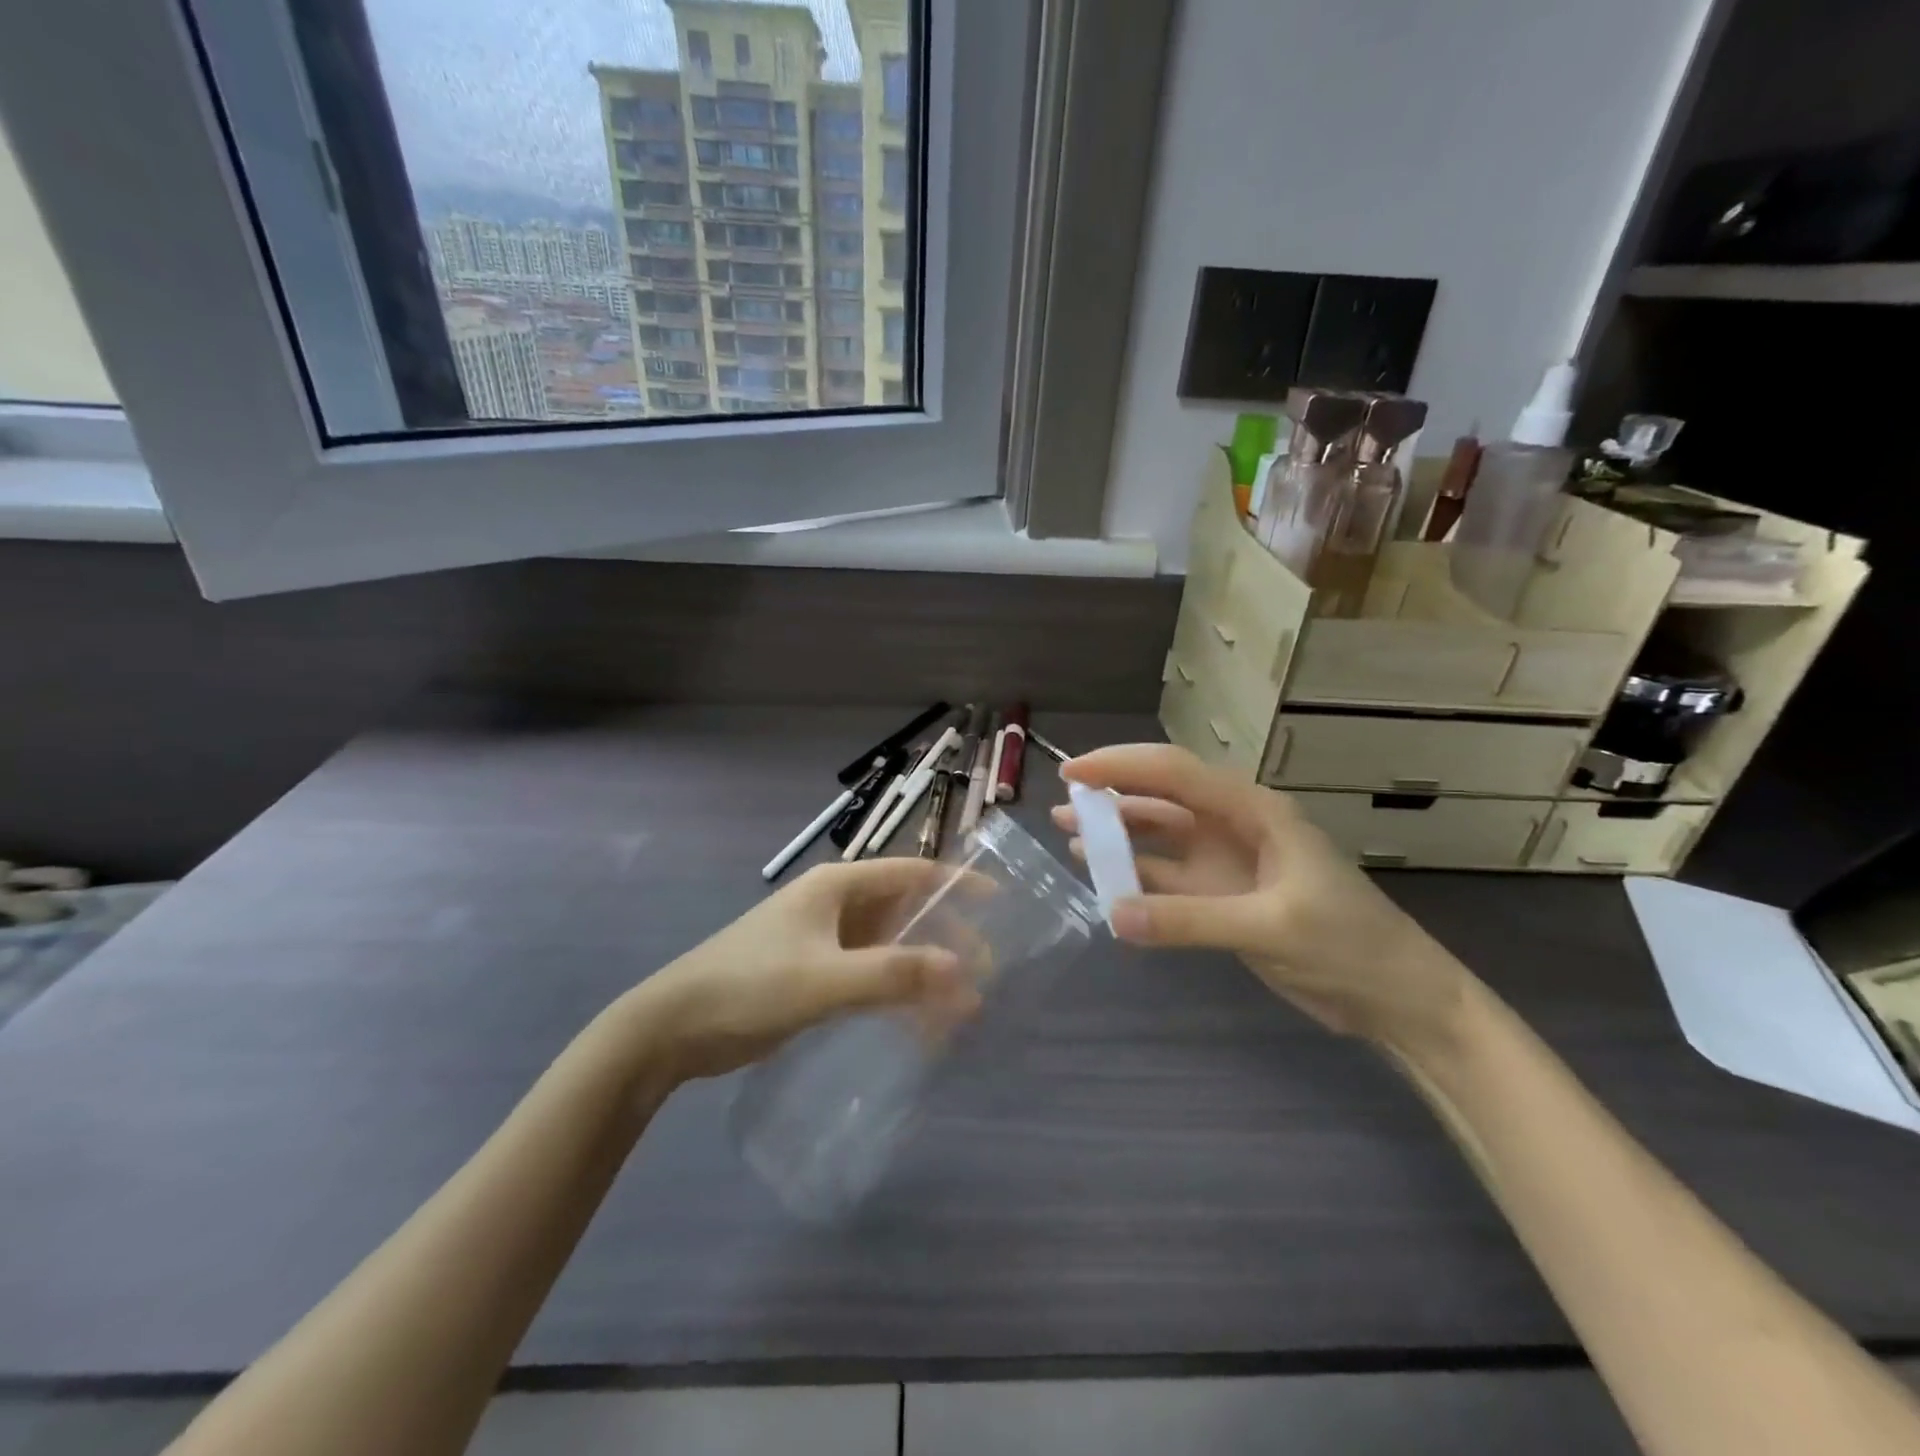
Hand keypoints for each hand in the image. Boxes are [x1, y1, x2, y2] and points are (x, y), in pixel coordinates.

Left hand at [632, 859, 978, 1082]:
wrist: (672, 1027)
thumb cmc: (749, 986)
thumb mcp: (825, 980)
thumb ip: (893, 974)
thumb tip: (961, 970)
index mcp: (836, 886)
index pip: (910, 872)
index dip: (955, 883)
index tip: (998, 901)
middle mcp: (833, 905)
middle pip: (903, 912)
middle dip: (944, 939)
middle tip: (982, 973)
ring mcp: (821, 940)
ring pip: (887, 948)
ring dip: (920, 972)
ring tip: (958, 1009)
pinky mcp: (811, 974)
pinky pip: (866, 975)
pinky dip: (893, 993)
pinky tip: (916, 1026)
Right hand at [1054, 744, 1472, 1048]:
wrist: (1397, 999)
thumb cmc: (1349, 945)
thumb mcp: (1271, 926)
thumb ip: (1189, 920)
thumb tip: (1112, 914)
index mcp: (1253, 811)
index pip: (1175, 773)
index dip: (1121, 766)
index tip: (1074, 773)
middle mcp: (1233, 827)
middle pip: (1162, 798)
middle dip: (1113, 795)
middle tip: (1062, 802)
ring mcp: (1225, 864)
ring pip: (1159, 838)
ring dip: (1117, 835)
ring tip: (1068, 834)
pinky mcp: (1220, 899)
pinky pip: (1165, 880)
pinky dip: (1133, 878)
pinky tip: (1101, 880)